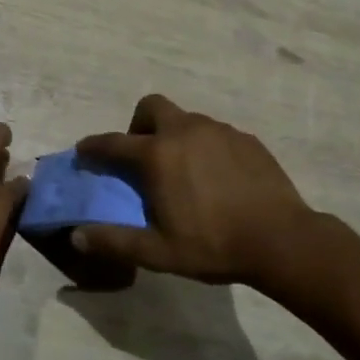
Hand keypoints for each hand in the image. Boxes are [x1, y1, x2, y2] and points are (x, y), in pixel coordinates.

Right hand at [73, 94, 312, 286]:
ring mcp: (220, 131)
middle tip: (143, 156)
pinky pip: (215, 133)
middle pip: (152, 107)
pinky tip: (216, 177)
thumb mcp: (158, 252)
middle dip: (139, 125)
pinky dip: (204, 146)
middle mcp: (186, 131)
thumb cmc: (213, 245)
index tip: (84, 151)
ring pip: (186, 119)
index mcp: (158, 155)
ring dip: (174, 136)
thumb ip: (114, 241)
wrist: (282, 240)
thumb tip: (77, 236)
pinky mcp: (246, 139)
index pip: (113, 142)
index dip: (93, 146)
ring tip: (182, 171)